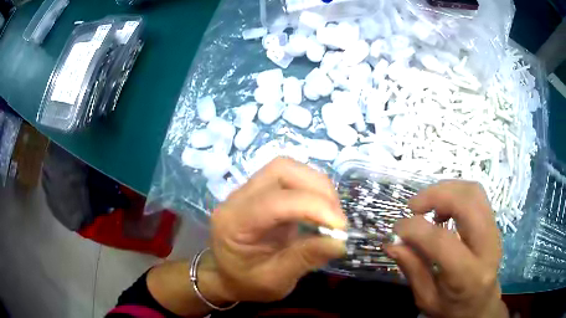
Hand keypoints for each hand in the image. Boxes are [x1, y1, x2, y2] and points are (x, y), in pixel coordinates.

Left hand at [208, 157, 346, 302]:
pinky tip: (320, 211)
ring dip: (317, 187)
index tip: (340, 228)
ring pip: (288, 168)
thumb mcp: (274, 281)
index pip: (275, 201)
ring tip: (331, 216)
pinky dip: (312, 190)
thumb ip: (304, 259)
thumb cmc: (245, 283)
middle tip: (336, 220)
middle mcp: (237, 198)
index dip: (313, 207)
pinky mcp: (261, 191)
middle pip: (282, 170)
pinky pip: (291, 178)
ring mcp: (248, 190)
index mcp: (233, 223)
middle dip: (318, 189)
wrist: (225, 276)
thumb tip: (340, 242)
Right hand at [386, 181, 507, 317]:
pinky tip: (442, 210)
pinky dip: (455, 194)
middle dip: (436, 195)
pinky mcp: (492, 224)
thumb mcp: (427, 299)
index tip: (397, 229)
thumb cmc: (453, 309)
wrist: (481, 305)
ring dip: (446, 190)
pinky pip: (475, 196)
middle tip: (413, 206)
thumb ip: (412, 269)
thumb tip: (391, 243)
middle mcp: (487, 246)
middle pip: (468, 202)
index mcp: (468, 275)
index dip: (415, 229)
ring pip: (473, 191)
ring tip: (427, 206)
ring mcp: (494, 231)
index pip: (443, 242)